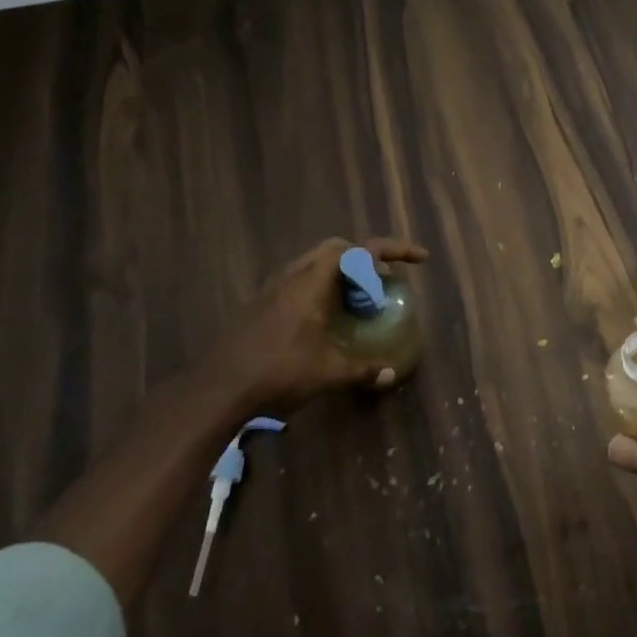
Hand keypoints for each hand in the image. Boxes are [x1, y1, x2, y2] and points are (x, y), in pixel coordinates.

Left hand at [210, 236, 428, 417]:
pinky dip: (323, 286)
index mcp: (314, 281)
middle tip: (382, 281)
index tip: (419, 259)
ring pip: (316, 262)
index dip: (395, 249)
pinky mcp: (262, 303)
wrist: (217, 388)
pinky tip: (326, 317)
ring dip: (342, 272)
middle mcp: (294, 275)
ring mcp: (274, 287)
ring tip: (358, 299)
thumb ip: (361, 369)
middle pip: (338, 248)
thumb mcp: (327, 372)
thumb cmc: (277, 372)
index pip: (362, 250)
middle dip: (366, 257)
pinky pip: (301, 279)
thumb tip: (390, 373)